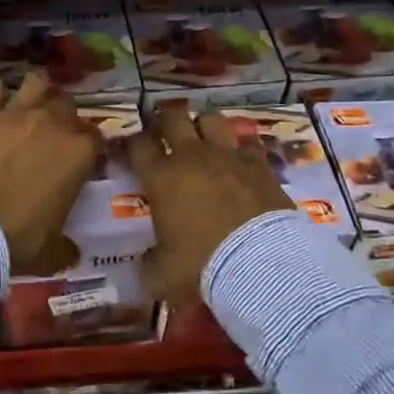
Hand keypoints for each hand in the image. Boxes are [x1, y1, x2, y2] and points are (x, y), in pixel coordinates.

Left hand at [0, 74, 101, 272]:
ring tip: (26, 107)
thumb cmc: (18, 238)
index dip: (90, 146)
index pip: (97, 136)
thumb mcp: (51, 252)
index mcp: (79, 152)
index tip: (82, 160)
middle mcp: (53, 123)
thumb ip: (65, 247)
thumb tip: (71, 253)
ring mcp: (16, 113)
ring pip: (37, 82)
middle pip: (68, 104)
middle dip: (63, 116)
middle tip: (51, 136)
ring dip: (35, 91)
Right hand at [129, 109, 295, 305]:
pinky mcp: (259, 163)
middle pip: (173, 118)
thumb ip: (148, 264)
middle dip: (166, 122)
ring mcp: (227, 156)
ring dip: (204, 126)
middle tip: (166, 134)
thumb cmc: (200, 266)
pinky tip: (242, 160)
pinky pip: (248, 143)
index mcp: (160, 177)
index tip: (135, 151)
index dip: (134, 144)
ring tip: (204, 139)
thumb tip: (144, 266)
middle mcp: (191, 157)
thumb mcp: (161, 275)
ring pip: (211, 119)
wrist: (259, 263)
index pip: (138, 145)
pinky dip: (242, 149)